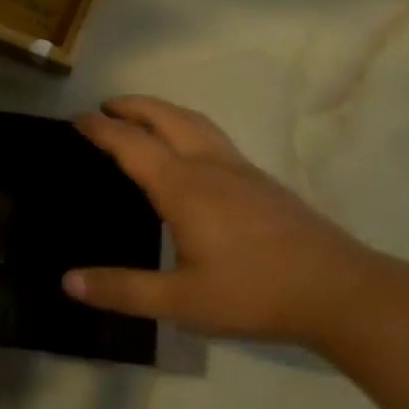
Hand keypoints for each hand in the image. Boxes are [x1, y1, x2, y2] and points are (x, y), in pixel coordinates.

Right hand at [63, 97, 387, 347]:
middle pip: (166, 118)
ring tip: (143, 117)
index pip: (132, 145)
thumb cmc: (254, 293)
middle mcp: (210, 166)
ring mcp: (241, 170)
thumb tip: (68, 282)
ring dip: (162, 110)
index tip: (77, 119)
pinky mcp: (262, 181)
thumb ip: (124, 290)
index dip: (102, 129)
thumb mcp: (182, 302)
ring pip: (195, 122)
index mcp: (184, 187)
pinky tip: (191, 152)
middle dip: (133, 106)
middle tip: (106, 107)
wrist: (339, 290)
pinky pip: (214, 137)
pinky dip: (187, 127)